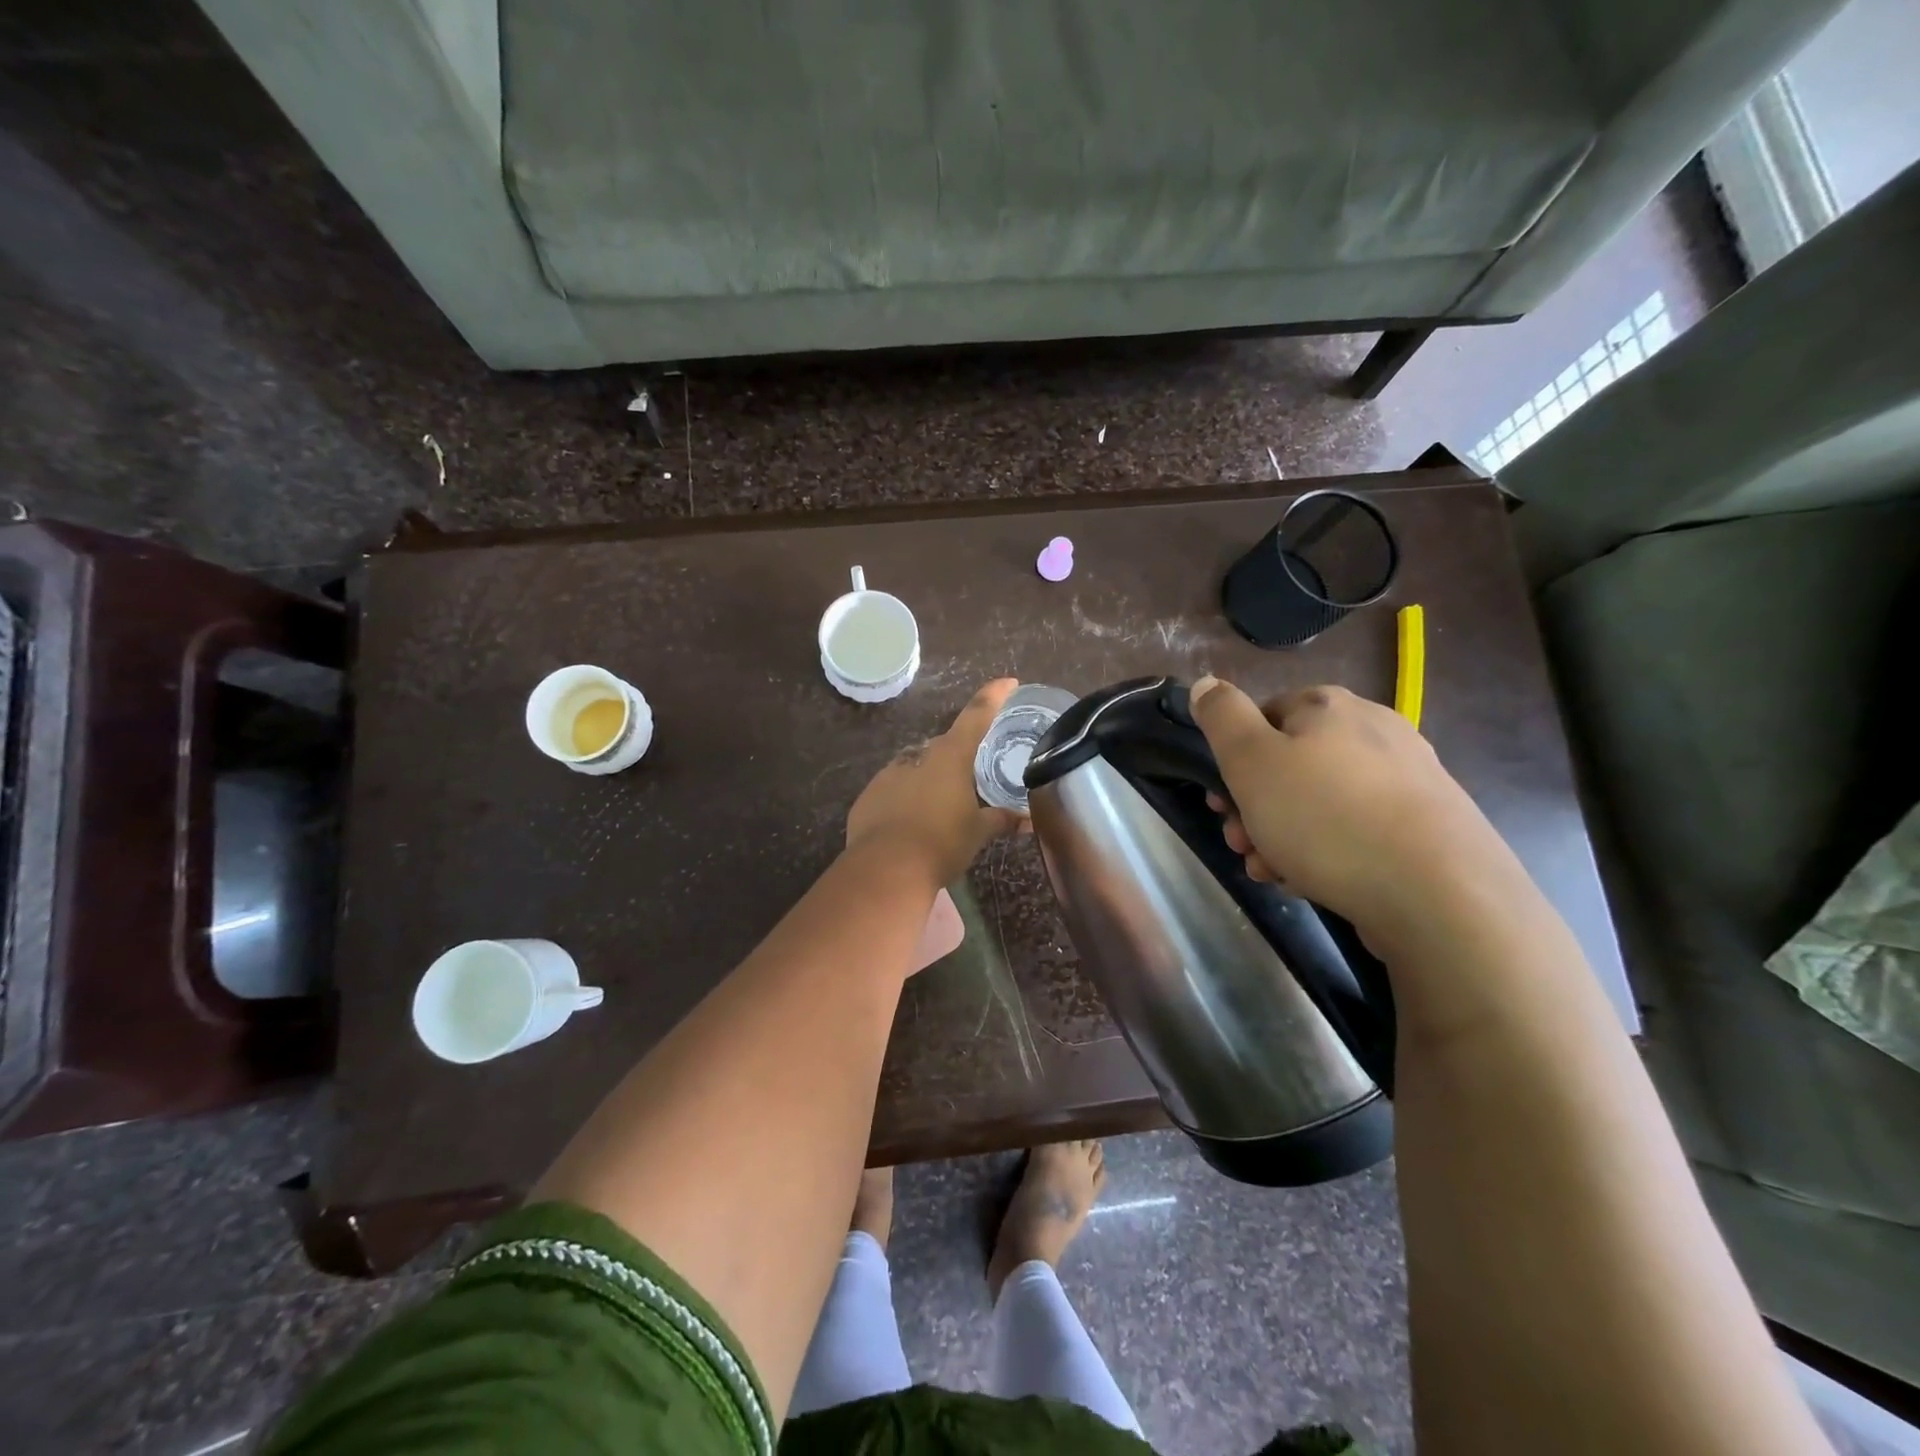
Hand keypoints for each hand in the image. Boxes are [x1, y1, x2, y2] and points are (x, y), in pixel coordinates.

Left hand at [846, 679, 1023, 884]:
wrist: (886, 868)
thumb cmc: (941, 843)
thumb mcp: (978, 832)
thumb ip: (1002, 821)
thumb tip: (1029, 821)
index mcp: (950, 757)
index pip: (976, 716)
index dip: (993, 696)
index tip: (1007, 682)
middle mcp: (918, 756)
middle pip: (943, 746)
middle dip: (958, 756)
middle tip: (972, 775)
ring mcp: (888, 775)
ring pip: (915, 767)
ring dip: (928, 779)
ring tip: (941, 805)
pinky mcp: (868, 797)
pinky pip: (892, 790)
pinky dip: (904, 799)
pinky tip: (911, 822)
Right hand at [1189, 676, 1525, 947]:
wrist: (1439, 895)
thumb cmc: (1325, 818)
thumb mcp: (1250, 761)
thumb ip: (1222, 717)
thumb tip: (1206, 683)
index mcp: (1329, 706)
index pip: (1262, 717)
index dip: (1234, 761)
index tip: (1222, 804)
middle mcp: (1374, 729)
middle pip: (1291, 764)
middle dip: (1255, 807)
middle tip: (1241, 845)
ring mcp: (1409, 778)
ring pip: (1321, 801)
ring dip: (1284, 835)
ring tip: (1274, 874)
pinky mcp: (1430, 825)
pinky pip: (1359, 829)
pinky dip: (1328, 851)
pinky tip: (1315, 882)